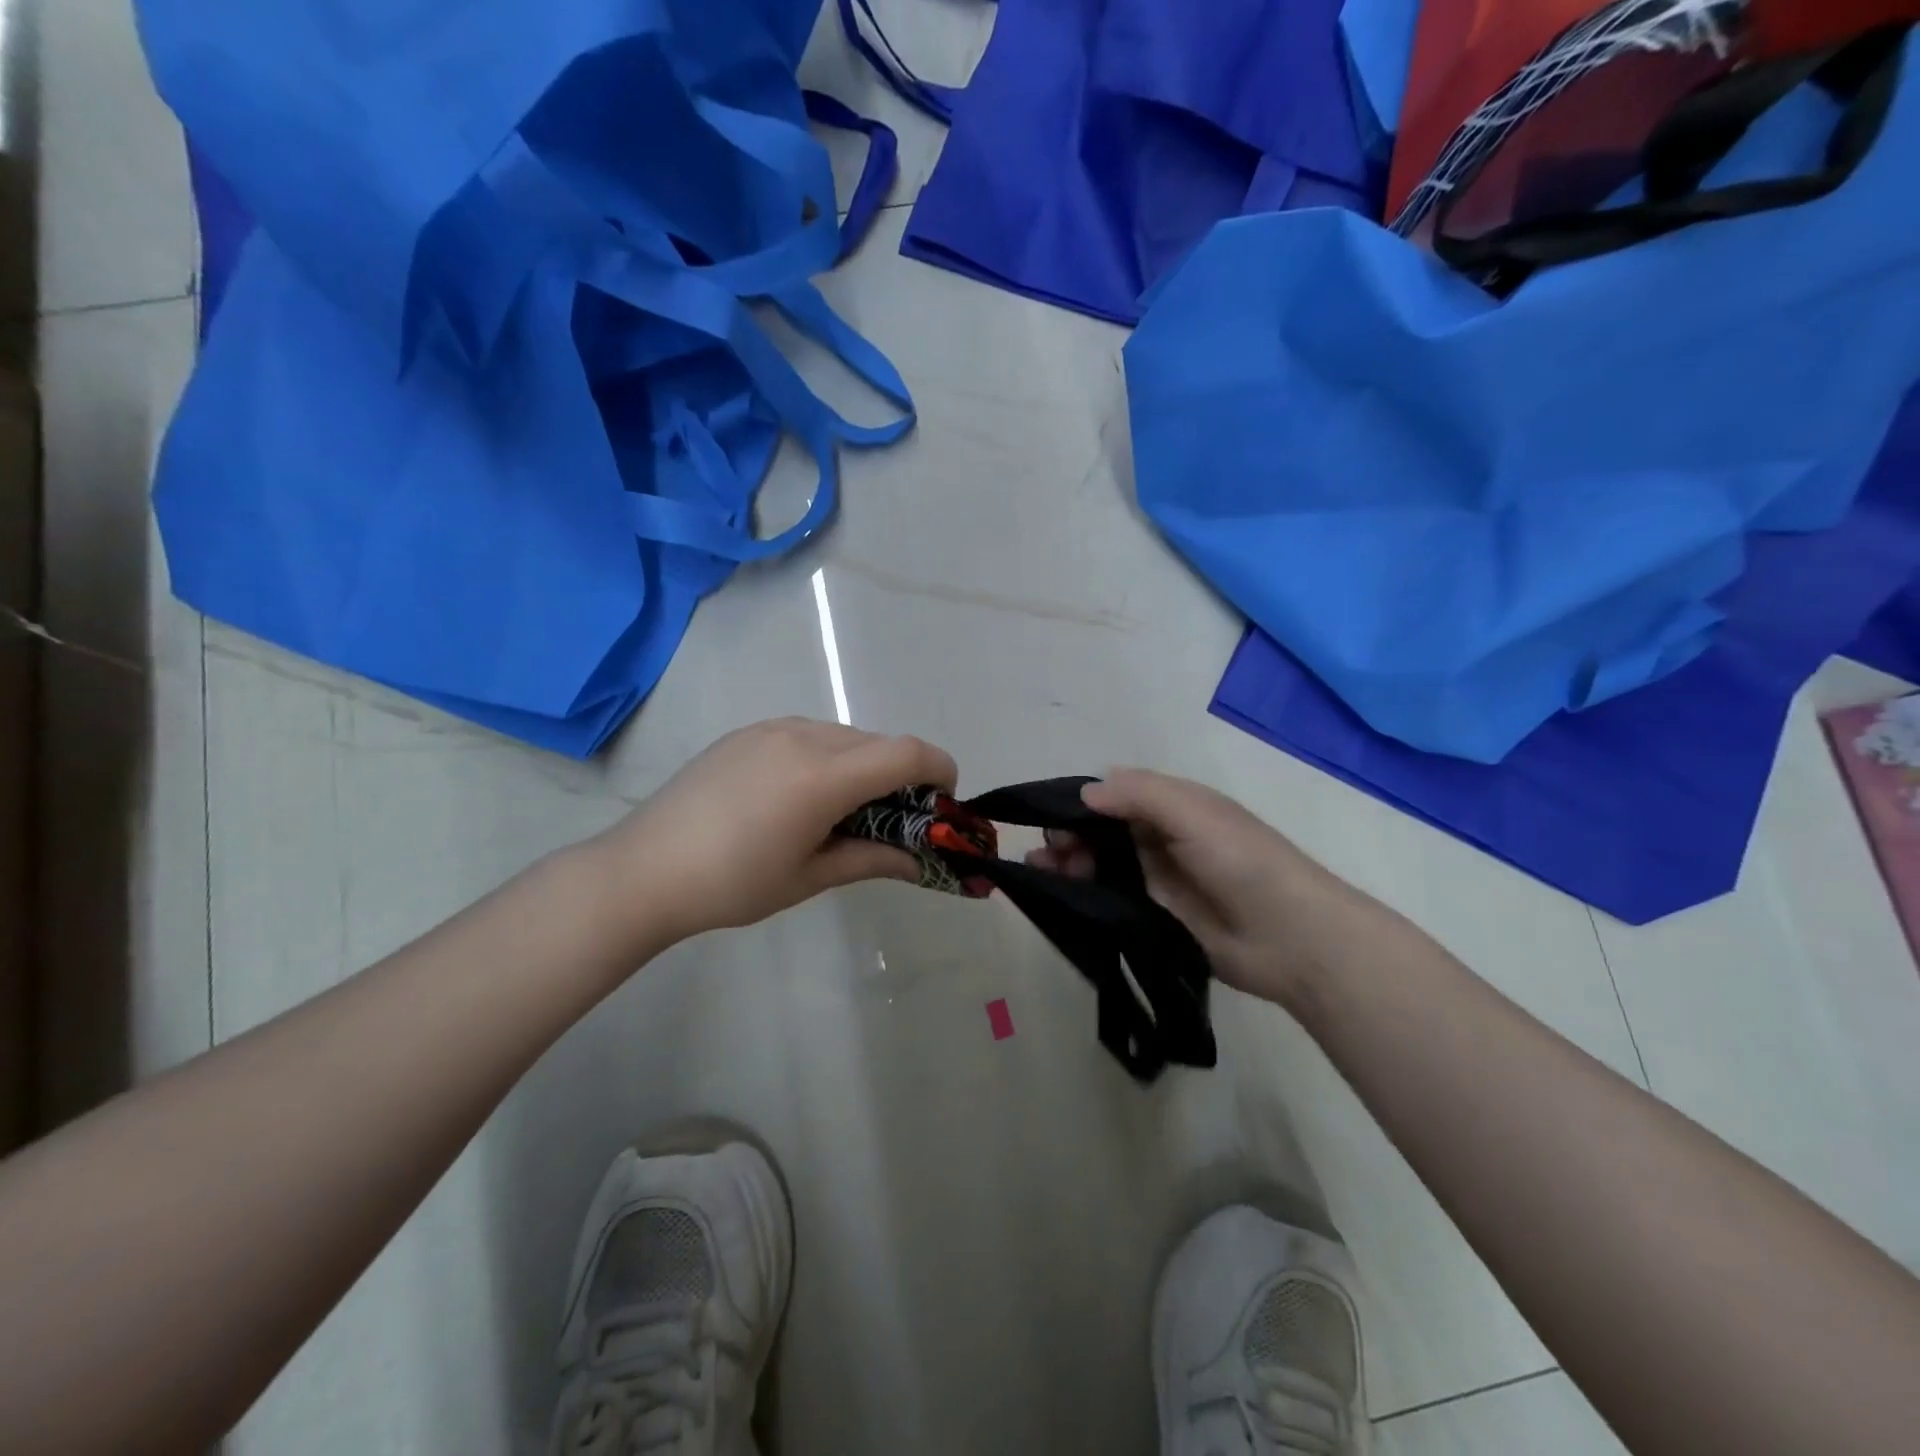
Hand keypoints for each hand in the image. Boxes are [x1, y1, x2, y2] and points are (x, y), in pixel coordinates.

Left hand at [584, 718, 956, 950]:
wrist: (643, 870)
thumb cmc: (732, 884)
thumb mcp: (810, 877)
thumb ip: (872, 858)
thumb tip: (920, 860)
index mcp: (822, 775)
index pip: (907, 753)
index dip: (940, 770)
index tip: (944, 802)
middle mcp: (804, 736)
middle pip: (879, 742)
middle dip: (902, 775)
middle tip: (896, 819)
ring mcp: (772, 728)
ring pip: (846, 735)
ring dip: (865, 764)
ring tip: (844, 810)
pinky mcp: (749, 732)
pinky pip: (810, 733)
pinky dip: (830, 756)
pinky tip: (803, 795)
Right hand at [1028, 769, 1378, 1007]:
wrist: (1290, 938)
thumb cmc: (1241, 861)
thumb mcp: (1192, 812)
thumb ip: (1138, 794)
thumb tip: (1085, 792)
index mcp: (1172, 805)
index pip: (1114, 794)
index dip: (1080, 802)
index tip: (1050, 817)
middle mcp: (1160, 838)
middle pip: (1100, 830)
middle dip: (1069, 835)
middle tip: (1050, 853)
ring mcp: (1155, 879)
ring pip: (1100, 864)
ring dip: (1069, 863)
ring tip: (1043, 872)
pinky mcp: (1151, 916)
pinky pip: (1108, 898)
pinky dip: (1081, 894)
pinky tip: (1057, 895)